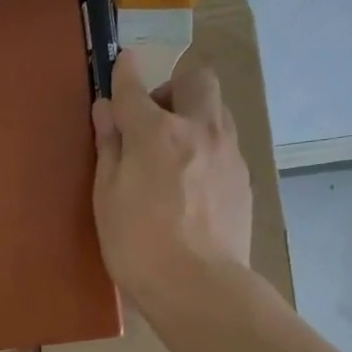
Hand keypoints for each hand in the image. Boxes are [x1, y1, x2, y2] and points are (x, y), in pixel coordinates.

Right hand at [92, 66, 252, 313]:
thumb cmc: (138, 245)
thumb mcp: (107, 197)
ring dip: (194, 116)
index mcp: (157, 132)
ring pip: (217, 110)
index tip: (121, 64)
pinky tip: (192, 184)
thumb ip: (109, 147)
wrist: (199, 286)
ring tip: (173, 154)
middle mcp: (199, 130)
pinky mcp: (244, 178)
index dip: (124, 73)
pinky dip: (206, 148)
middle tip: (153, 120)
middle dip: (173, 87)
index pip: (136, 87)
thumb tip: (106, 110)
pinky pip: (225, 144)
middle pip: (196, 79)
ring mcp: (229, 152)